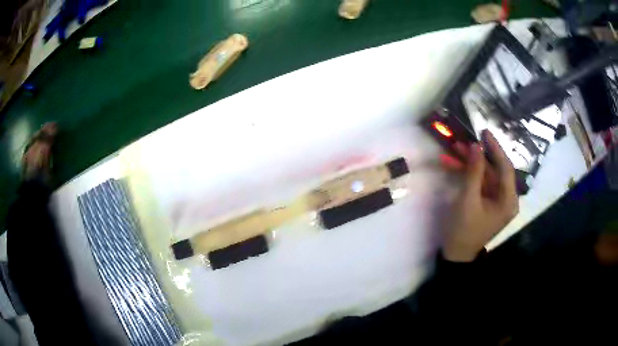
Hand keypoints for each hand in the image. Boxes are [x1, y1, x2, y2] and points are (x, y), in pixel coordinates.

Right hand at [440, 130, 518, 261]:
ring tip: (453, 150)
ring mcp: (496, 200)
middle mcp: (506, 198)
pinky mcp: (486, 201)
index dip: (495, 148)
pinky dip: (467, 174)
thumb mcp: (468, 200)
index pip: (506, 167)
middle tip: (462, 141)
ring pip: (485, 174)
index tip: (484, 132)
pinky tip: (451, 165)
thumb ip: (474, 171)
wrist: (456, 254)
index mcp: (508, 200)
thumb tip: (476, 145)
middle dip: (477, 156)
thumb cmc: (464, 230)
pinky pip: (479, 182)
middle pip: (494, 170)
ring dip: (470, 163)